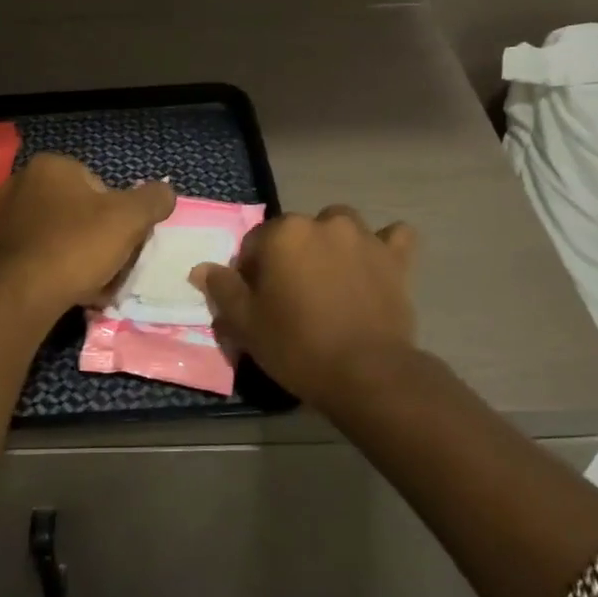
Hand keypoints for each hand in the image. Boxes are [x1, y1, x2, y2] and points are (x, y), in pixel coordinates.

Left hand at [0, 154, 176, 321]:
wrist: (22, 296)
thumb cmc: (77, 246)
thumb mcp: (130, 218)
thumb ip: (154, 199)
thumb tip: (165, 192)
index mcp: (50, 165)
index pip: (101, 185)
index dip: (120, 214)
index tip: (125, 240)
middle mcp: (23, 182)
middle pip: (82, 210)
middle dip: (101, 235)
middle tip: (113, 262)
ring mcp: (7, 216)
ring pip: (65, 234)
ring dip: (84, 255)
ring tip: (97, 281)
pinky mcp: (0, 249)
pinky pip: (45, 253)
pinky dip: (62, 267)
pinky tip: (75, 289)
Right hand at [190, 205, 417, 405]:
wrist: (367, 373)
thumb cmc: (297, 345)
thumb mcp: (246, 323)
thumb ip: (223, 289)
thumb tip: (202, 268)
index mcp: (282, 233)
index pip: (254, 244)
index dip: (250, 273)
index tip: (255, 302)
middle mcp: (323, 223)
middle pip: (295, 232)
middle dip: (289, 256)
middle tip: (291, 297)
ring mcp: (364, 237)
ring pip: (340, 227)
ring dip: (331, 244)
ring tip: (330, 280)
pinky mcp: (396, 258)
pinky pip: (393, 238)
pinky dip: (384, 245)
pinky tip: (376, 263)